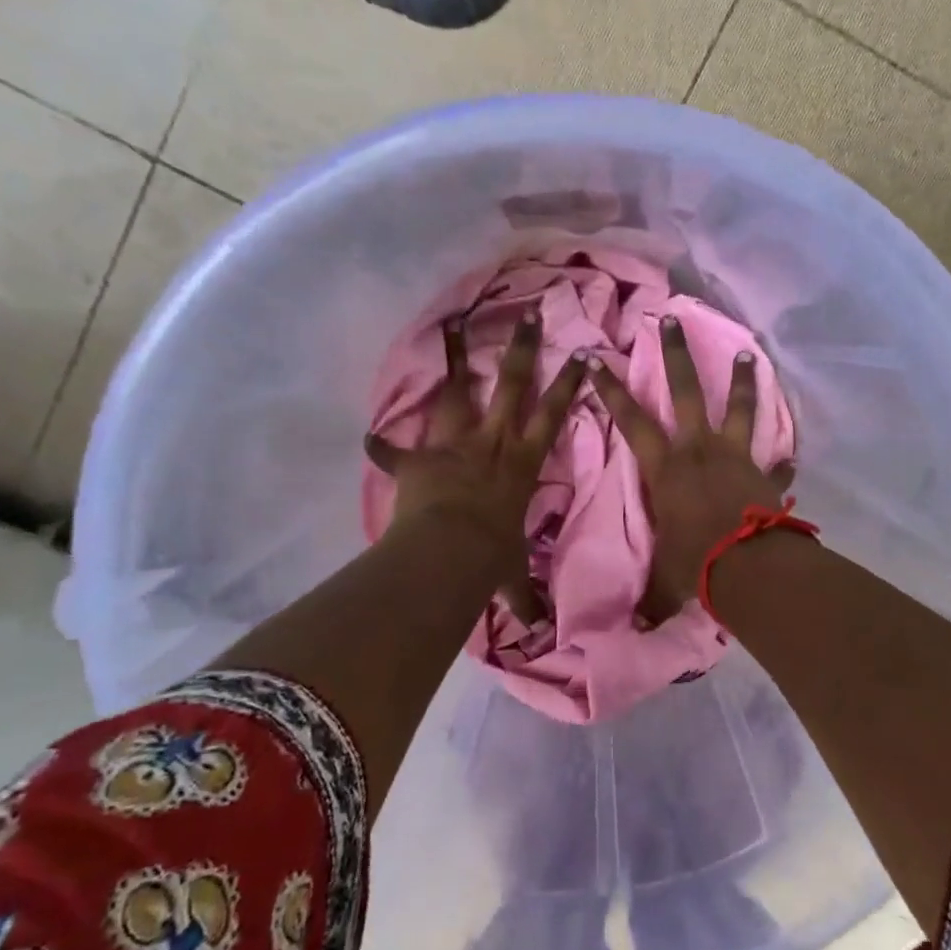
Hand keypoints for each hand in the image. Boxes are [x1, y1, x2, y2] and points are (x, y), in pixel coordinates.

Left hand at [365, 310, 586, 616]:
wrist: (447, 556)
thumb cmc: (490, 558)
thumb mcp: (511, 578)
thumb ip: (523, 598)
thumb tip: (541, 634)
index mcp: (520, 463)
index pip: (552, 416)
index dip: (568, 385)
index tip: (581, 354)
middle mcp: (492, 443)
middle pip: (510, 387)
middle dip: (520, 350)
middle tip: (525, 316)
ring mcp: (453, 446)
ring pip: (458, 394)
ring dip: (455, 360)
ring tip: (452, 324)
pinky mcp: (418, 459)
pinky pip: (395, 450)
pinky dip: (383, 446)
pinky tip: (369, 436)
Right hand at [591, 316, 793, 622]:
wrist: (750, 570)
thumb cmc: (695, 566)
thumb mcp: (663, 579)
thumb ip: (649, 595)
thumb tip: (633, 631)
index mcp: (665, 468)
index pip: (630, 420)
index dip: (611, 390)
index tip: (598, 359)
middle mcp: (699, 450)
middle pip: (684, 392)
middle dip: (676, 354)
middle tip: (670, 319)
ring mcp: (736, 457)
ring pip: (738, 408)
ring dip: (741, 382)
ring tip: (748, 353)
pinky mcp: (765, 475)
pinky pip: (776, 462)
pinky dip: (783, 460)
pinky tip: (792, 455)